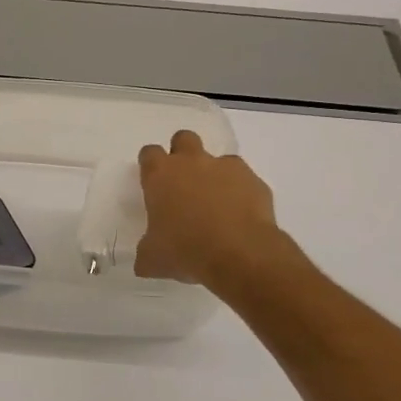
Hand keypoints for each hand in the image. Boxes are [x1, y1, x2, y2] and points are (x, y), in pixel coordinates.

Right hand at [135, 130, 298, 295]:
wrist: (240, 255)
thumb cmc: (185, 250)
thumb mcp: (153, 259)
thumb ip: (147, 251)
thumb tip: (144, 262)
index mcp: (160, 175)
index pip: (149, 153)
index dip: (150, 166)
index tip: (153, 182)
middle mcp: (191, 162)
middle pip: (183, 138)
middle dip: (183, 153)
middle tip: (184, 181)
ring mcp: (226, 168)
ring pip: (219, 159)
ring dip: (215, 174)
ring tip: (217, 204)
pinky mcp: (255, 181)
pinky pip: (245, 180)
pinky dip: (241, 192)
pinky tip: (240, 216)